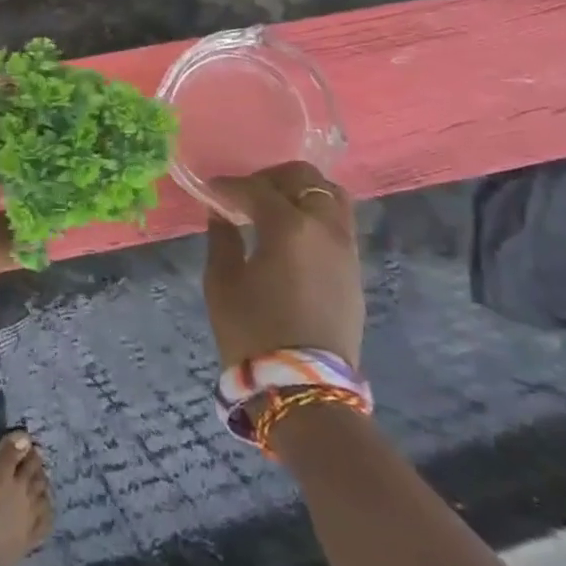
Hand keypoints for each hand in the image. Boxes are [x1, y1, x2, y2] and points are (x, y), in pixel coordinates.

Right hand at [203, 162, 363, 369]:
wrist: (304, 387)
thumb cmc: (252, 331)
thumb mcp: (222, 282)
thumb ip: (222, 238)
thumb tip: (221, 214)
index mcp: (288, 226)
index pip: (255, 189)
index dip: (229, 186)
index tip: (210, 191)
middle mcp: (324, 227)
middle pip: (305, 178)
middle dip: (272, 178)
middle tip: (246, 193)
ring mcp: (345, 248)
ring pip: (330, 197)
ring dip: (300, 193)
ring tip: (273, 210)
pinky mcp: (354, 270)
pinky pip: (337, 224)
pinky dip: (314, 216)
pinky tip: (291, 236)